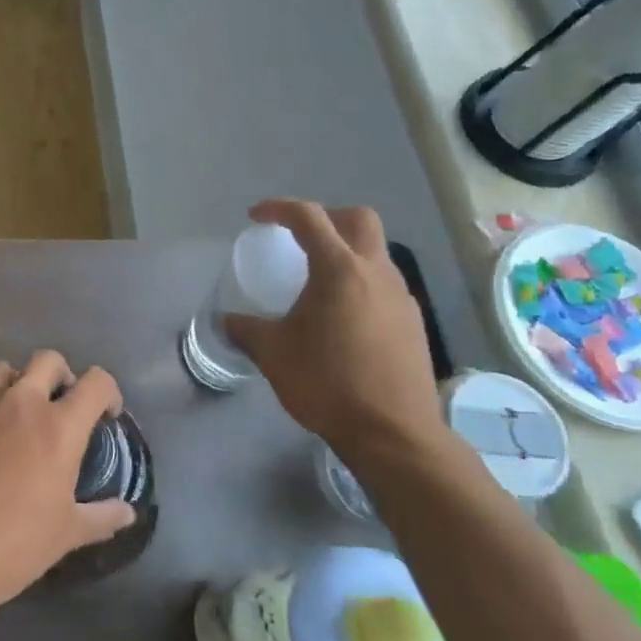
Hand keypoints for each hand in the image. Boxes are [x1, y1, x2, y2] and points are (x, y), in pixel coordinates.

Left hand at [0, 351, 133, 614]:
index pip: (95, 383)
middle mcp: (20, 404)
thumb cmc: (14, 544)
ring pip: (7, 371)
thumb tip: (127, 512)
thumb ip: (101, 516)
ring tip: (24, 419)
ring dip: (22, 385)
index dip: (109, 393)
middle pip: (48, 360)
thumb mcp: (66, 534)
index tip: (107, 415)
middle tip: (64, 408)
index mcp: (58, 426)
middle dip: (63, 376)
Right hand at [224, 199, 444, 460]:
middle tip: (299, 237)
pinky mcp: (413, 323)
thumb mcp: (273, 353)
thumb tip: (228, 322)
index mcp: (339, 270)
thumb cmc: (326, 383)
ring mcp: (402, 297)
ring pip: (376, 253)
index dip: (279, 209)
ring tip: (318, 282)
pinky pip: (385, 285)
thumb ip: (247, 330)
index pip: (309, 218)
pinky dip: (361, 283)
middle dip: (327, 217)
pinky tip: (343, 316)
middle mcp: (376, 273)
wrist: (392, 432)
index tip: (256, 216)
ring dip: (346, 252)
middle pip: (359, 220)